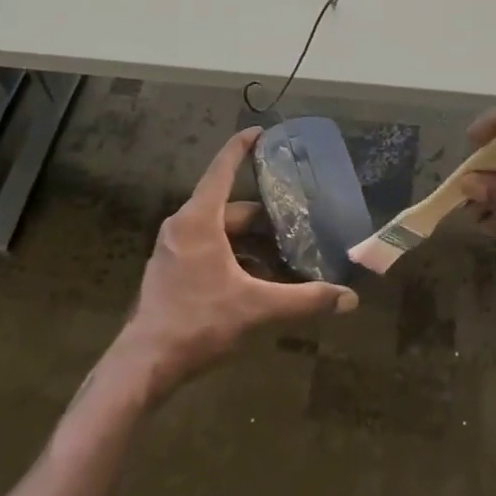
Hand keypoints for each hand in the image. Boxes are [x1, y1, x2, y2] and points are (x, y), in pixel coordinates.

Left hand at [114, 126, 356, 402]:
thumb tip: (349, 299)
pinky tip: (258, 279)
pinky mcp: (171, 269)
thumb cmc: (198, 322)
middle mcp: (182, 226)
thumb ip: (304, 300)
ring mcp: (173, 248)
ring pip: (219, 231)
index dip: (241, 147)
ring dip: (250, 240)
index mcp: (198, 220)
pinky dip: (234, 256)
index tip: (261, 131)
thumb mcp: (256, 308)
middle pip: (229, 207)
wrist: (145, 363)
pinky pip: (207, 248)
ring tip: (284, 254)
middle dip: (262, 216)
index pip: (222, 170)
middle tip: (296, 220)